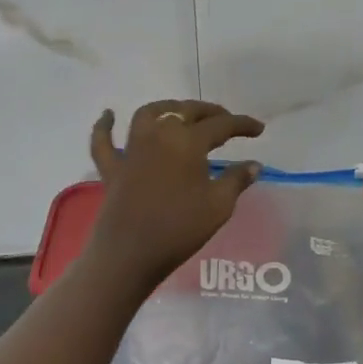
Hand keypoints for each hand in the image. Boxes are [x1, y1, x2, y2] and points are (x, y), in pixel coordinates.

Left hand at [86, 100, 263, 287]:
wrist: (129, 255)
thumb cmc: (179, 229)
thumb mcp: (219, 206)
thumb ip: (237, 180)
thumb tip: (254, 164)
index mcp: (188, 141)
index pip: (222, 125)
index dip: (242, 124)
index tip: (259, 129)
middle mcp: (159, 135)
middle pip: (186, 110)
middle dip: (210, 112)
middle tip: (226, 120)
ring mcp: (132, 150)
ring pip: (148, 114)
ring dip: (168, 108)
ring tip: (181, 111)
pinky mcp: (112, 168)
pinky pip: (103, 141)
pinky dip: (104, 126)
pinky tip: (108, 115)